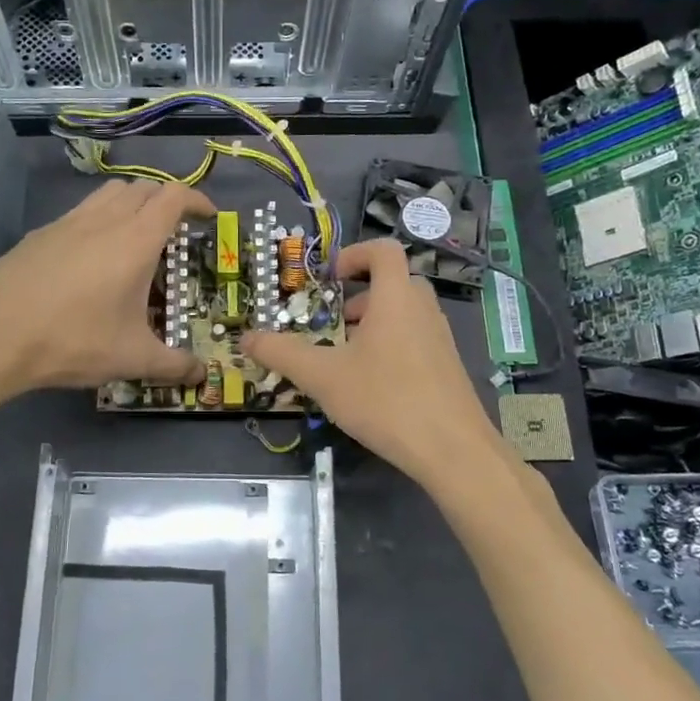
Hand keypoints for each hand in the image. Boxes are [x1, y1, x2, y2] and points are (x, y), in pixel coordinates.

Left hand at [0, 178, 214, 398]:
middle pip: (143, 187)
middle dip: (166, 201)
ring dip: (132, 204)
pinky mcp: (40, 235)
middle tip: (176, 231)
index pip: (174, 197)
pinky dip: (100, 219)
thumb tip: (201, 375)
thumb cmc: (72, 340)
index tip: (209, 218)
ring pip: (109, 193)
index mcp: (135, 240)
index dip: (197, 201)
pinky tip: (92, 258)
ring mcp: (67, 223)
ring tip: (136, 238)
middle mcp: (103, 220)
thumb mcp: (131, 358)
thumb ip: (172, 365)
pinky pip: (81, 212)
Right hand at [242, 239, 498, 489]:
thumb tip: (246, 337)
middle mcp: (423, 309)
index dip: (354, 254)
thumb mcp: (323, 376)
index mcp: (396, 297)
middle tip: (334, 323)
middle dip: (359, 296)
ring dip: (374, 323)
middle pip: (394, 282)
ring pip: (405, 313)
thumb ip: (282, 353)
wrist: (453, 450)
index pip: (383, 250)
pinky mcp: (448, 367)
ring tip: (347, 359)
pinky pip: (416, 339)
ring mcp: (440, 338)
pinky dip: (392, 346)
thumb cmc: (385, 399)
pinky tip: (373, 386)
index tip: (329, 278)